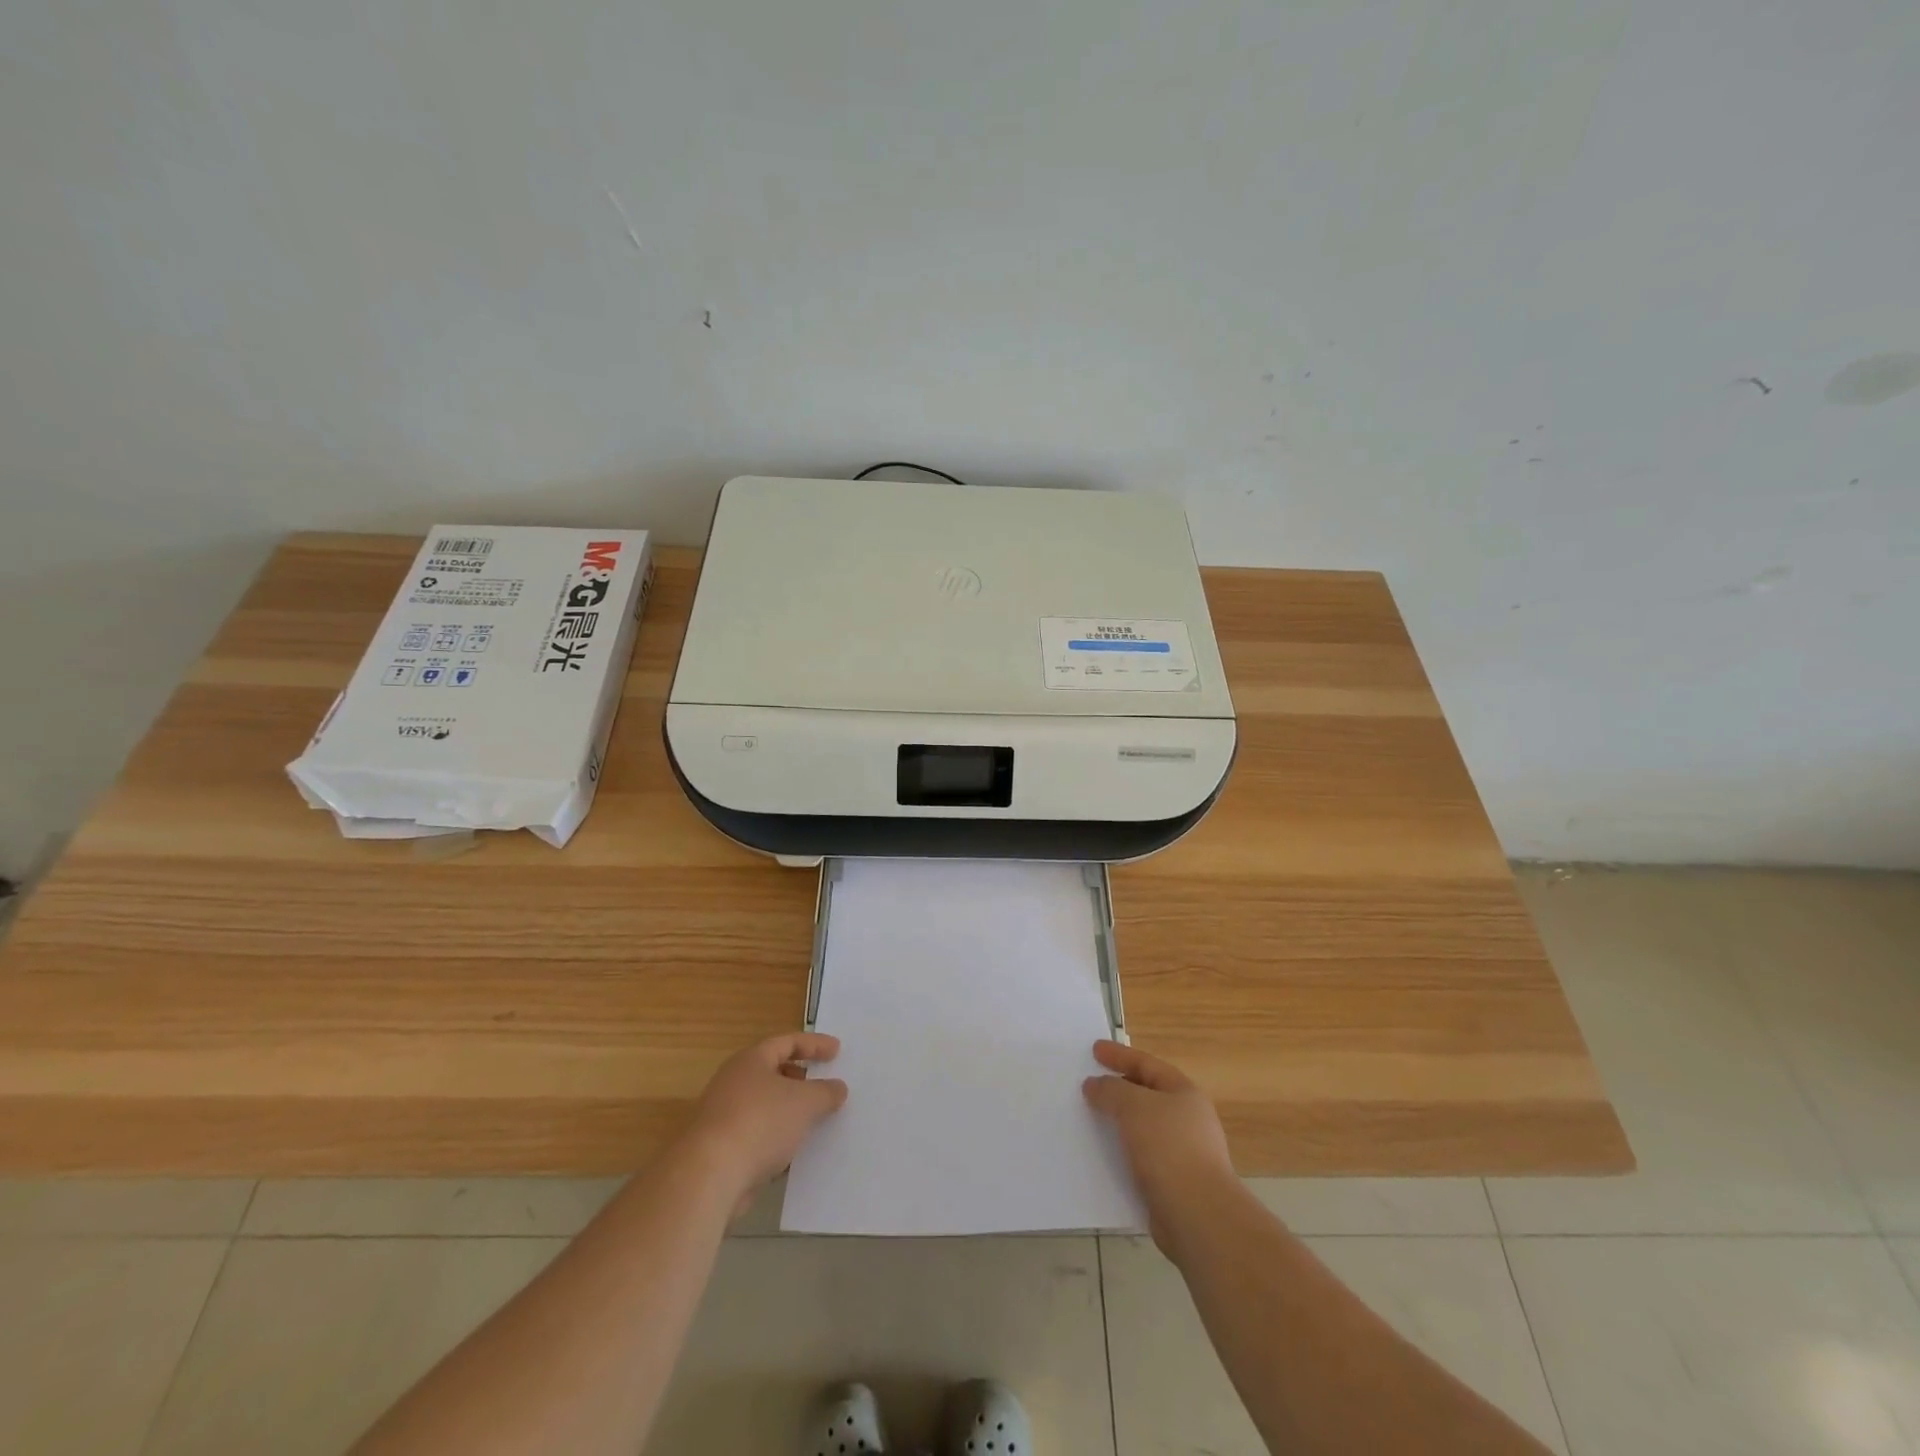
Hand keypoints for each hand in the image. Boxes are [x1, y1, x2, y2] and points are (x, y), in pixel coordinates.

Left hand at [683, 1033, 847, 1209]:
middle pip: (772, 1072)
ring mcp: (724, 1116)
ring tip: (815, 1120)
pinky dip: (777, 1139)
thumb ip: (826, 1092)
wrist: (709, 1176)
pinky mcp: (721, 1149)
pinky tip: (794, 1155)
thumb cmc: (760, 1123)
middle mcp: (734, 1082)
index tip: (837, 1051)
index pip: (787, 1042)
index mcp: (752, 1060)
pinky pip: (757, 1135)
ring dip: (789, 1112)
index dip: (814, 1044)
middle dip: (800, 1078)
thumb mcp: (805, 1102)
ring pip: (765, 1106)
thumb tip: (838, 1088)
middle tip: (823, 1084)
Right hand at [1083, 1040, 1235, 1251]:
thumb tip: (1095, 1084)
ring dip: (1118, 1121)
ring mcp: (1183, 1152)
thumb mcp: (1133, 1106)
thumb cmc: (1168, 1148)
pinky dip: (1122, 1151)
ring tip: (1091, 1118)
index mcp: (1184, 1093)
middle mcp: (1187, 1119)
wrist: (1198, 1215)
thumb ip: (1111, 1090)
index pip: (1147, 1064)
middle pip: (1147, 1094)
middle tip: (1091, 1082)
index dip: (1119, 1055)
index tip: (1094, 1050)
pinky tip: (1103, 1154)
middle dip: (1119, 1087)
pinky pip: (1141, 1156)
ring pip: (1143, 1127)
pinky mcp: (1174, 1182)